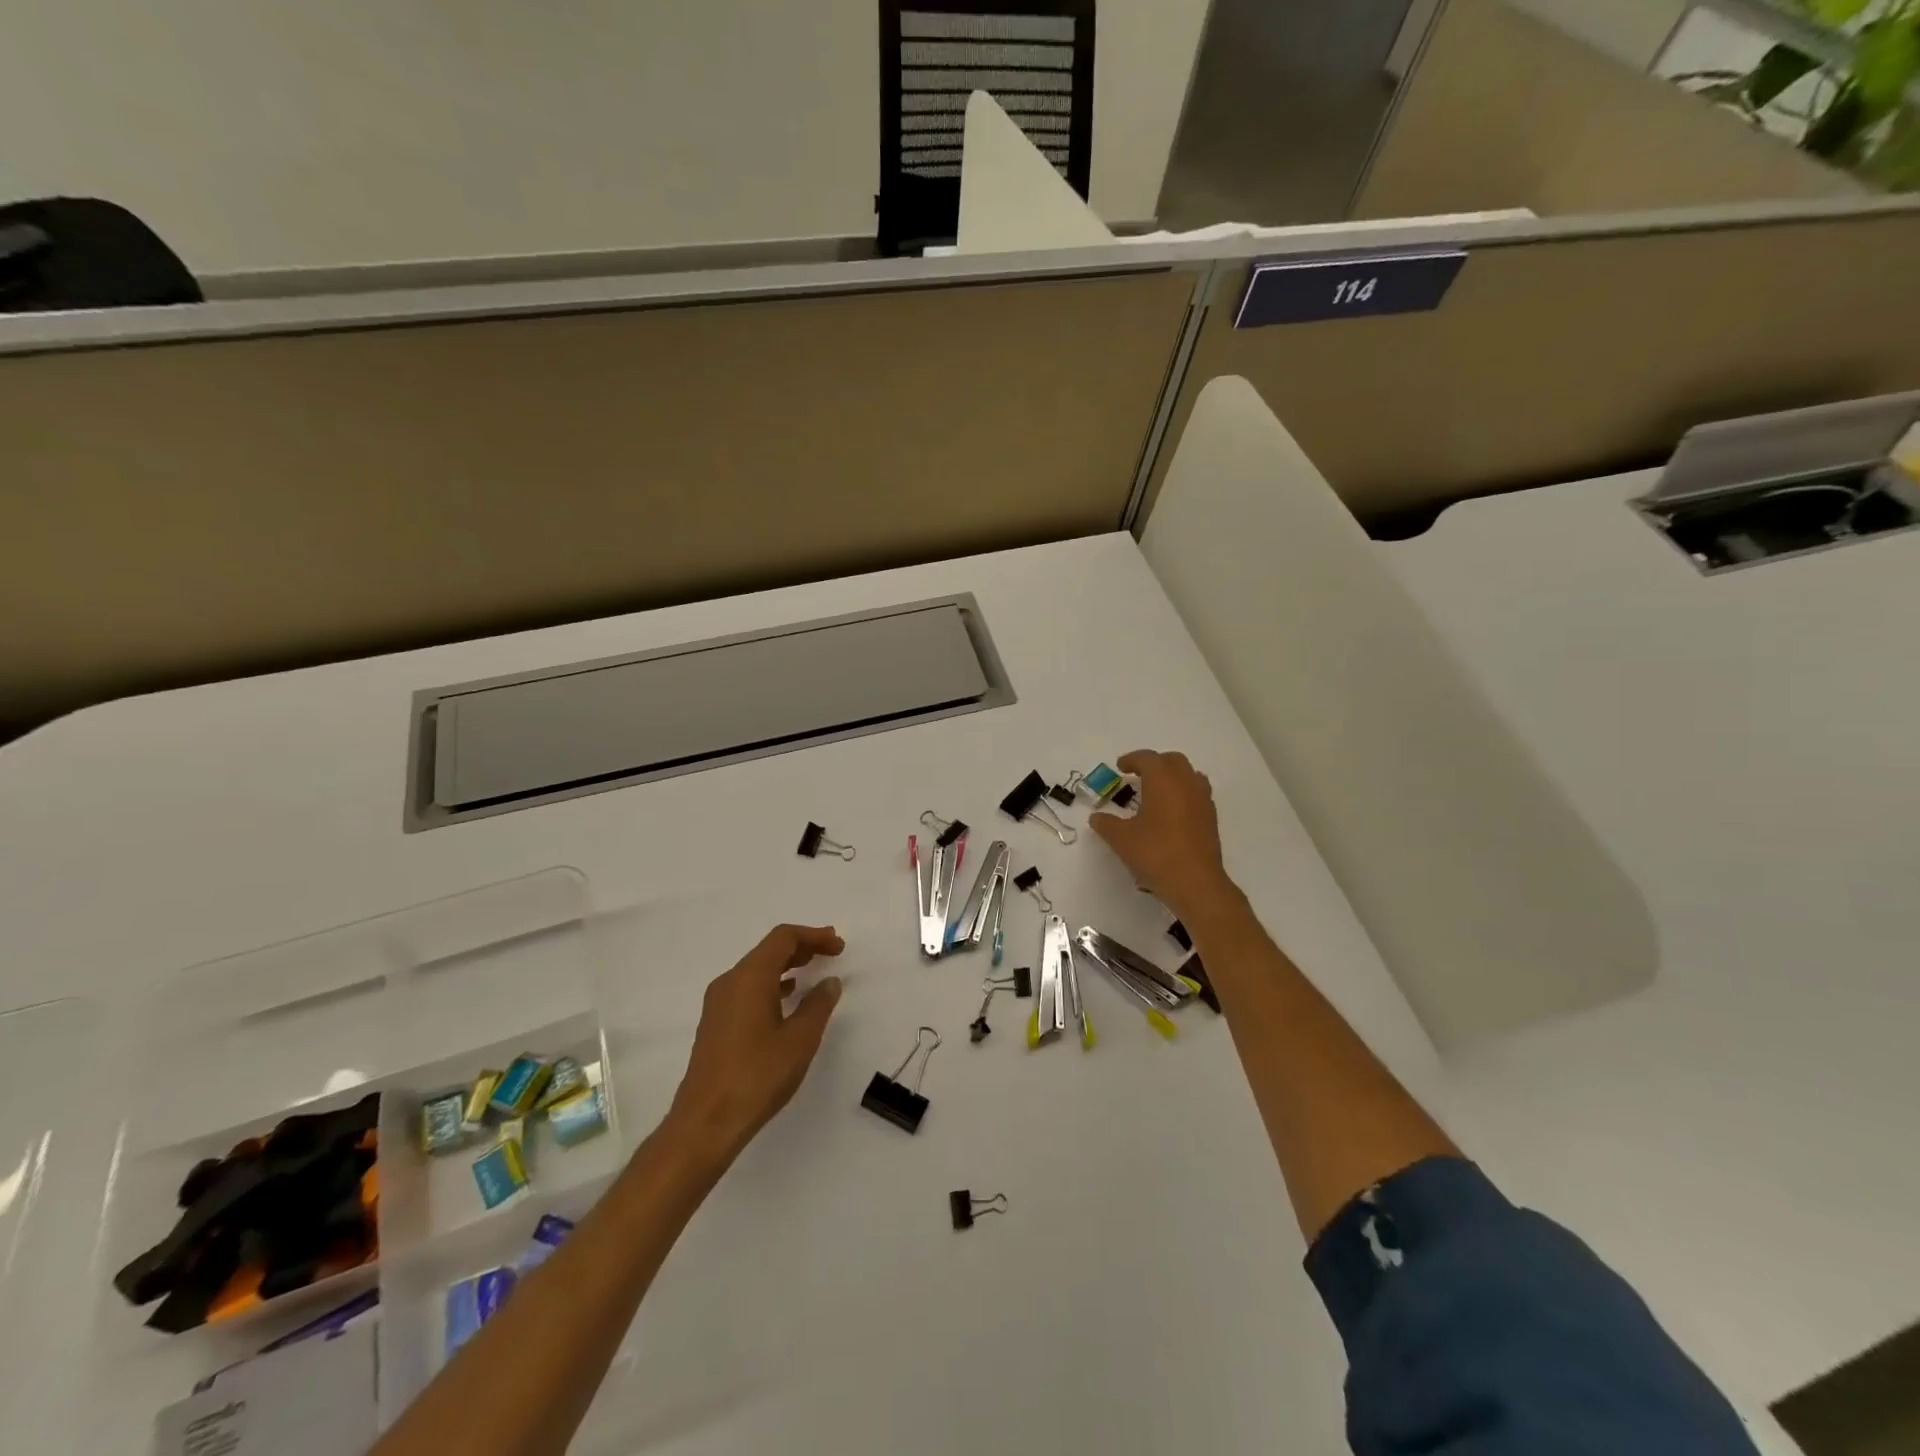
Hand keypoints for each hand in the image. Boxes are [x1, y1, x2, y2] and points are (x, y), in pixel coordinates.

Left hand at [665, 924, 844, 1167]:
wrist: (706, 1122)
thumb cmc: (758, 1075)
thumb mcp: (800, 1039)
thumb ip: (818, 1005)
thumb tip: (829, 982)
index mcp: (749, 977)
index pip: (783, 938)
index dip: (813, 936)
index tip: (838, 946)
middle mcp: (730, 981)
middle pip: (769, 950)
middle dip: (802, 947)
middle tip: (831, 952)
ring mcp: (718, 1003)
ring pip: (757, 969)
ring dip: (787, 965)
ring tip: (813, 972)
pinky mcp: (715, 1023)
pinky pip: (747, 988)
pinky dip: (772, 984)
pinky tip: (787, 999)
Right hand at [1090, 750, 1237, 921]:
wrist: (1196, 883)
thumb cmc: (1155, 853)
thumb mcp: (1121, 839)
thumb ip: (1106, 824)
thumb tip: (1096, 818)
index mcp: (1163, 781)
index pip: (1148, 758)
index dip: (1132, 759)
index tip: (1120, 767)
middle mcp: (1186, 784)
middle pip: (1173, 761)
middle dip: (1155, 763)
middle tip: (1138, 775)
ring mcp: (1203, 801)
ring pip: (1189, 776)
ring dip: (1172, 777)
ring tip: (1156, 792)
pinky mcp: (1211, 819)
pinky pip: (1197, 795)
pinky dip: (1183, 794)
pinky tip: (1171, 814)